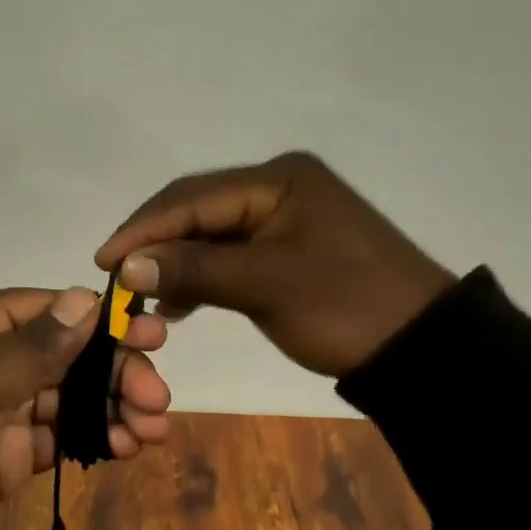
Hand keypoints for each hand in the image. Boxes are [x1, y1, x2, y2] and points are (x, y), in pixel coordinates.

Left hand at [0, 286, 171, 529]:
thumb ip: (31, 349)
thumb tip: (84, 298)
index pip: (44, 310)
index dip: (97, 320)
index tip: (149, 333)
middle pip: (63, 354)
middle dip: (112, 370)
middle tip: (157, 395)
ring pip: (66, 396)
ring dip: (110, 406)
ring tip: (154, 427)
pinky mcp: (4, 454)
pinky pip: (57, 435)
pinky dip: (91, 437)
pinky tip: (127, 446)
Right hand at [94, 151, 454, 380]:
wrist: (426, 350)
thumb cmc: (346, 307)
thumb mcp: (265, 285)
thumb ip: (193, 269)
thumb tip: (125, 265)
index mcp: (277, 179)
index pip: (192, 197)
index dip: (144, 228)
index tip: (103, 260)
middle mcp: (277, 187)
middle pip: (198, 209)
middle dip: (156, 242)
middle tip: (115, 274)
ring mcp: (284, 217)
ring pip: (211, 233)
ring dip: (176, 261)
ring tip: (142, 291)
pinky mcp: (288, 248)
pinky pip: (231, 253)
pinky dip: (203, 274)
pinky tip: (179, 301)